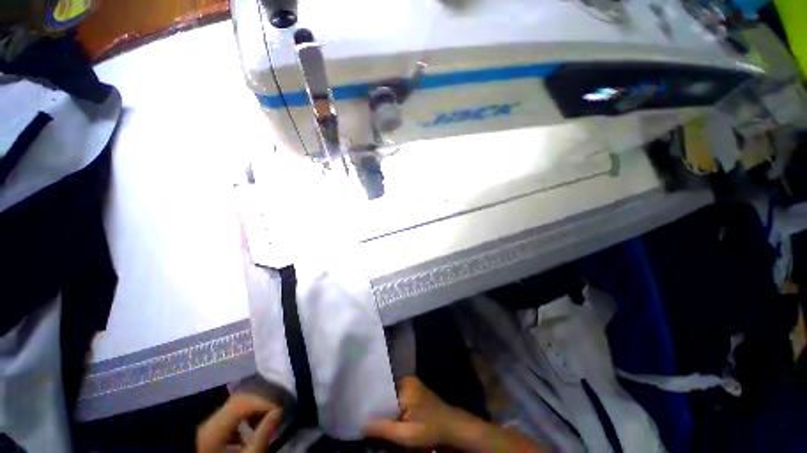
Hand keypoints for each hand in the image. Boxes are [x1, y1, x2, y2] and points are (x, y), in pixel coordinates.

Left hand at [197, 393, 282, 452]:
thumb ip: (263, 435)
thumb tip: (278, 411)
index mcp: (213, 430)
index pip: (240, 404)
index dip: (262, 403)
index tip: (279, 411)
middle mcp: (208, 423)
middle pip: (237, 401)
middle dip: (259, 403)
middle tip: (274, 413)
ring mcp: (208, 425)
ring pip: (234, 405)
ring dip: (253, 408)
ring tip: (265, 419)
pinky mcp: (211, 430)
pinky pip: (230, 413)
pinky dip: (245, 415)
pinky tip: (252, 426)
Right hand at [364, 376, 459, 447]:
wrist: (452, 427)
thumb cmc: (430, 430)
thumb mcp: (407, 435)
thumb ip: (384, 429)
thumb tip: (361, 425)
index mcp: (405, 385)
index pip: (381, 389)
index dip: (369, 401)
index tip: (356, 409)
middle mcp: (406, 380)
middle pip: (384, 391)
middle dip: (375, 404)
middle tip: (360, 415)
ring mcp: (410, 384)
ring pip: (389, 394)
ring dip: (382, 406)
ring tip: (367, 416)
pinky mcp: (413, 390)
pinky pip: (396, 395)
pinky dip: (390, 406)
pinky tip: (384, 416)